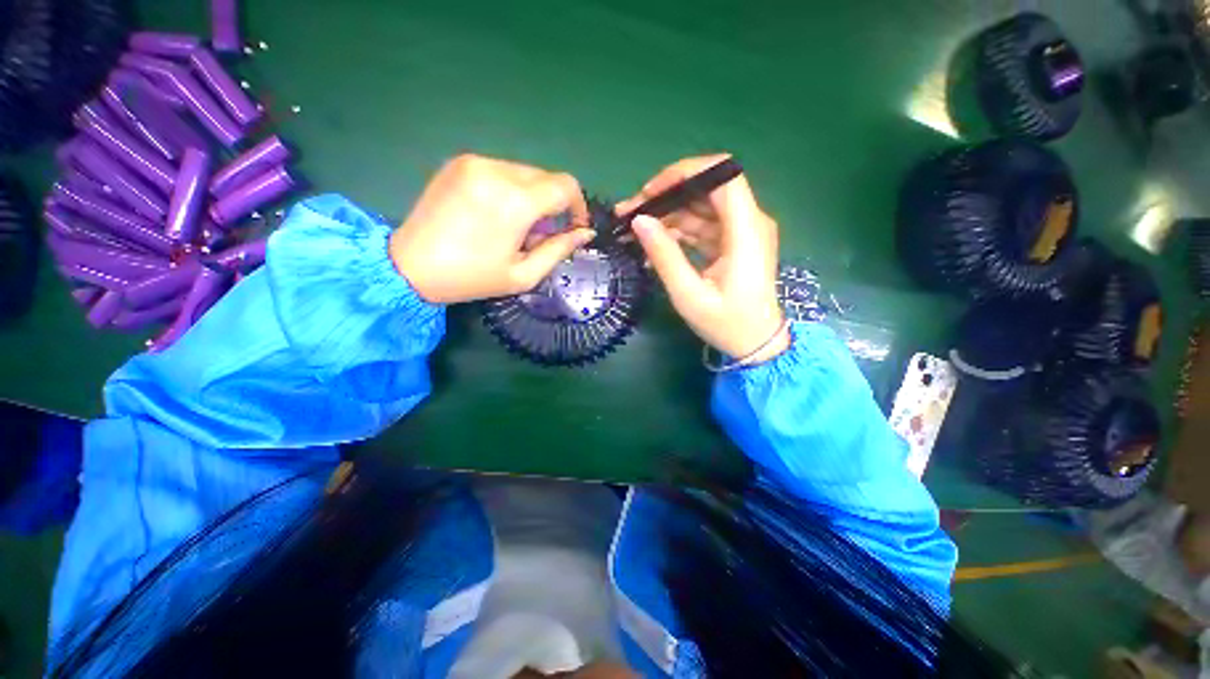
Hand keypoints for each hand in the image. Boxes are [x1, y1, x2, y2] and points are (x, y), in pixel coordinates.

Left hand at [390, 154, 595, 303]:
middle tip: (541, 233)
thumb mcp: (524, 274)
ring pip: (525, 172)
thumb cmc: (472, 278)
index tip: (573, 226)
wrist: (410, 265)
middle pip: (547, 177)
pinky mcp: (460, 162)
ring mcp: (475, 162)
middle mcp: (497, 171)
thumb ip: (559, 250)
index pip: (566, 186)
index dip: (578, 205)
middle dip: (554, 204)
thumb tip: (584, 233)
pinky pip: (502, 170)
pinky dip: (511, 189)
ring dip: (532, 197)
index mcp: (515, 202)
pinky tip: (496, 213)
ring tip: (516, 226)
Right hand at [617, 154, 787, 363]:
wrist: (756, 344)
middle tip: (631, 211)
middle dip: (667, 195)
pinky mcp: (733, 243)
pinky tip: (653, 244)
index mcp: (746, 232)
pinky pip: (702, 227)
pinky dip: (678, 231)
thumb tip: (638, 221)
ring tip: (632, 227)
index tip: (650, 190)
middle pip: (708, 189)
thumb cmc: (727, 324)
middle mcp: (749, 223)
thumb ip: (664, 256)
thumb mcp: (689, 295)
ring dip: (667, 214)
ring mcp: (741, 232)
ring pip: (701, 208)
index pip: (723, 177)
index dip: (686, 173)